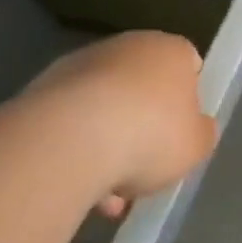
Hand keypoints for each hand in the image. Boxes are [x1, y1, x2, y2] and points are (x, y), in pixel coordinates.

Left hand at [25, 32, 216, 212]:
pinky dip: (77, 152)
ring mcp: (79, 66)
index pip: (189, 65)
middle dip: (144, 126)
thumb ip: (201, 133)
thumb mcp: (197, 145)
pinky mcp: (41, 90)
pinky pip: (71, 124)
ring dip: (108, 145)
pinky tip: (80, 191)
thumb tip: (195, 127)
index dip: (190, 100)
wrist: (68, 140)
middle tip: (147, 167)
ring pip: (104, 108)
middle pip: (142, 87)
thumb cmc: (150, 135)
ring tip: (110, 196)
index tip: (184, 132)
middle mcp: (125, 46)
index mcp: (169, 50)